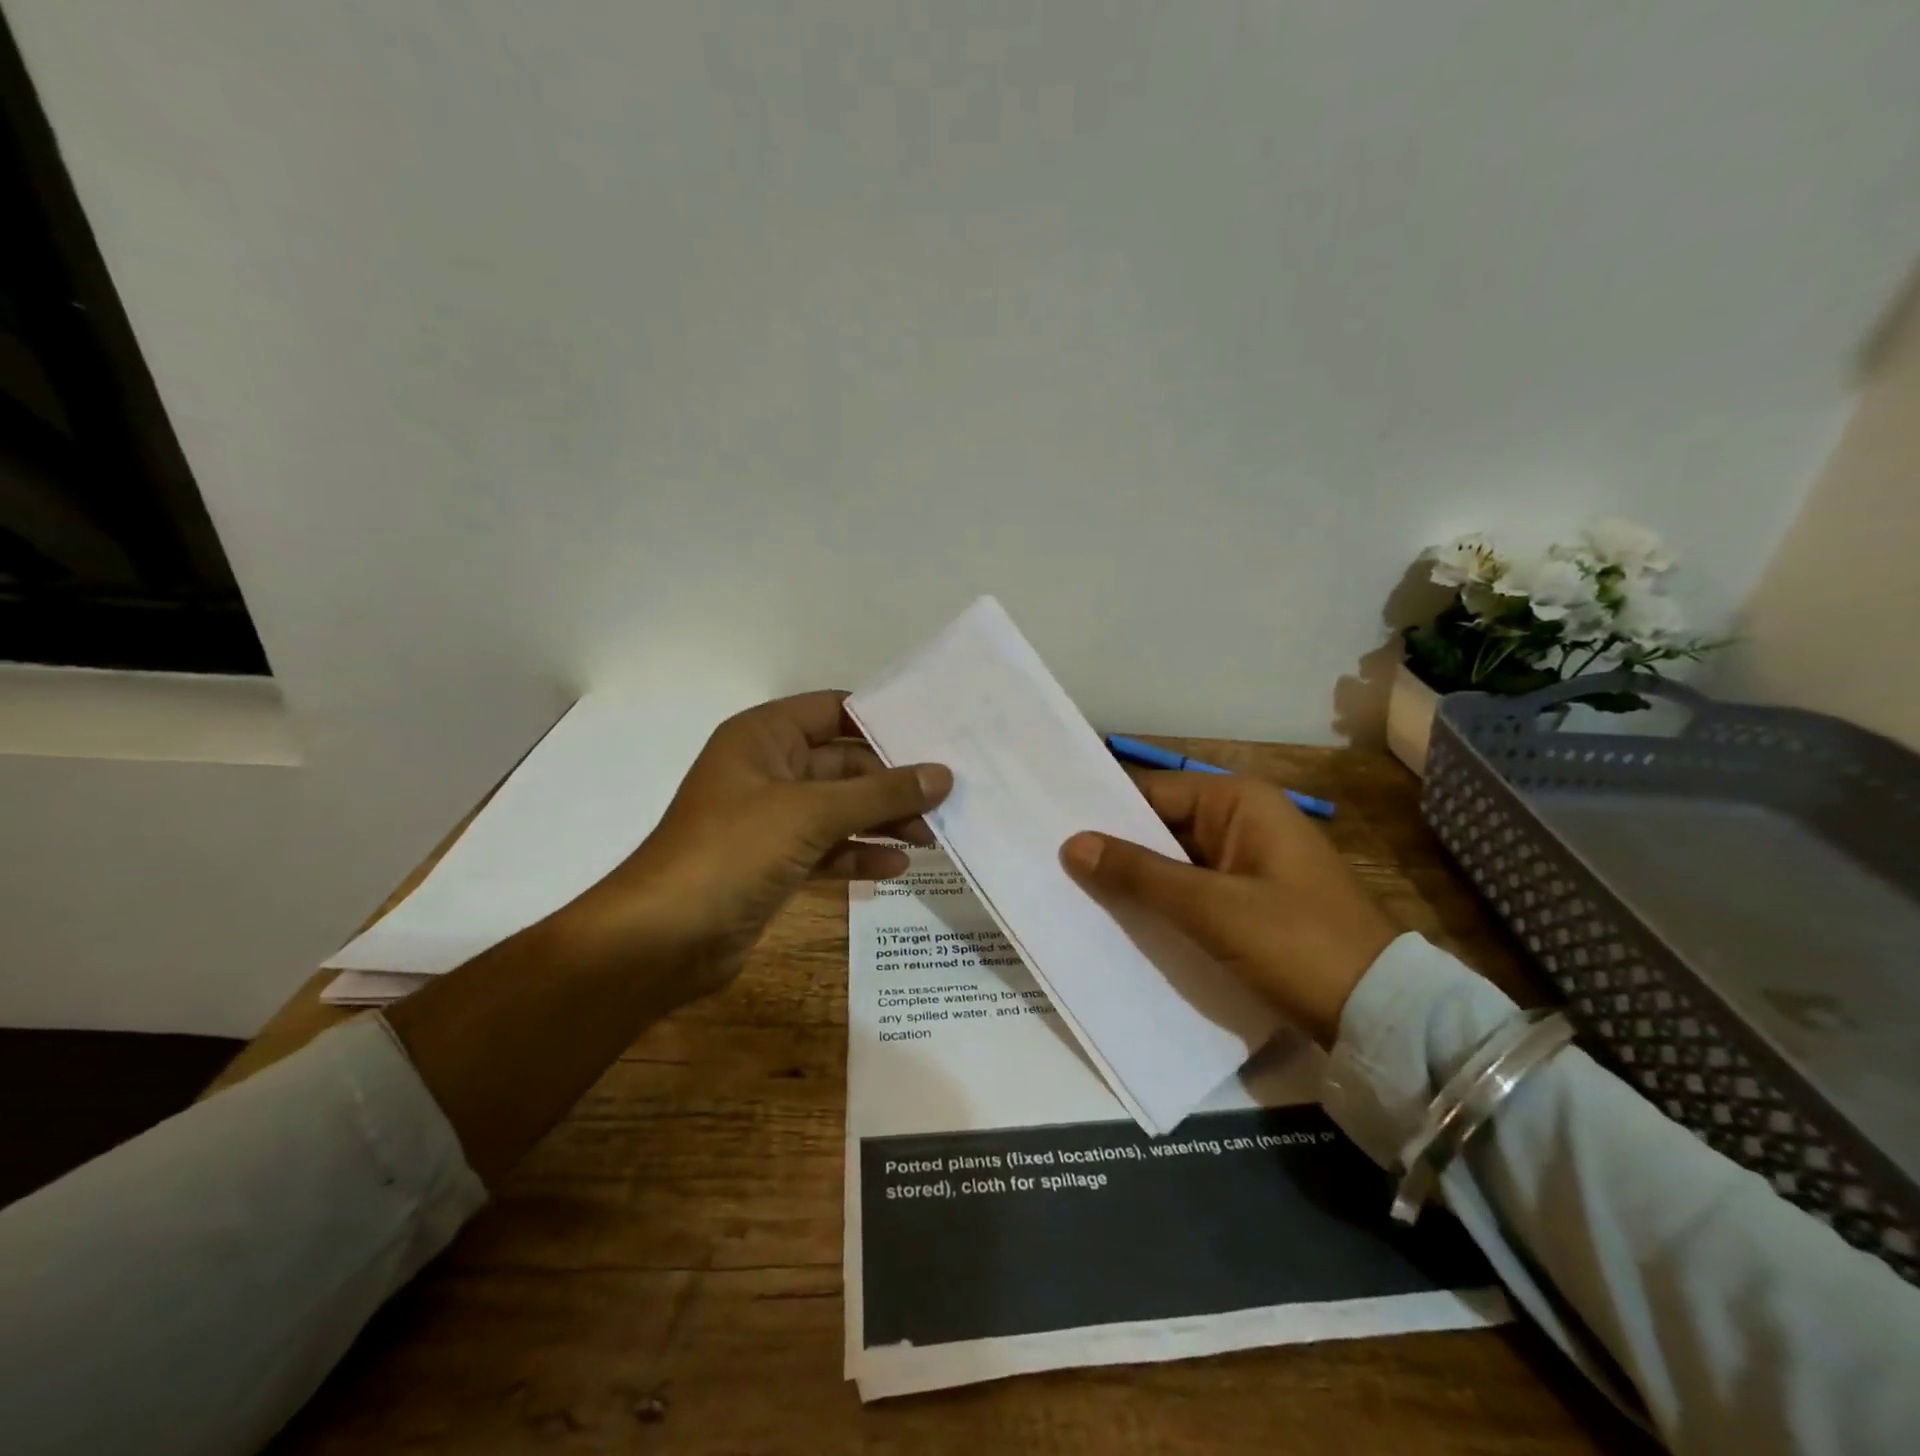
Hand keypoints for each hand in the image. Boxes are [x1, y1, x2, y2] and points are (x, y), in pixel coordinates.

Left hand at [565, 691, 950, 1004]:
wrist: (661, 940)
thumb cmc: (732, 852)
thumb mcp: (811, 813)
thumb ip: (881, 793)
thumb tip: (942, 775)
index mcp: (764, 737)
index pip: (834, 710)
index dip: (881, 719)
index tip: (935, 731)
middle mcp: (768, 770)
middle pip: (843, 764)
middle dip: (892, 782)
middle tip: (946, 796)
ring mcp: (770, 820)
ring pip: (839, 809)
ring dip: (882, 820)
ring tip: (932, 835)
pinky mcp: (774, 863)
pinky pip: (827, 848)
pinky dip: (859, 854)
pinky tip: (897, 867)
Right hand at [1060, 772, 1397, 1046]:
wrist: (1380, 1014)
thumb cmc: (1295, 943)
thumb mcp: (1209, 907)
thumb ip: (1138, 873)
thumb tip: (1072, 844)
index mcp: (1239, 801)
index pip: (1152, 793)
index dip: (1103, 813)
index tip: (1051, 830)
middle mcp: (1243, 821)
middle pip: (1161, 827)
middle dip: (1115, 850)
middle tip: (1051, 866)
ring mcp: (1248, 862)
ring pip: (1174, 862)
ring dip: (1136, 881)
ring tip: (1071, 893)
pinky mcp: (1250, 901)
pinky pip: (1193, 891)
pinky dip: (1162, 904)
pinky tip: (1121, 920)